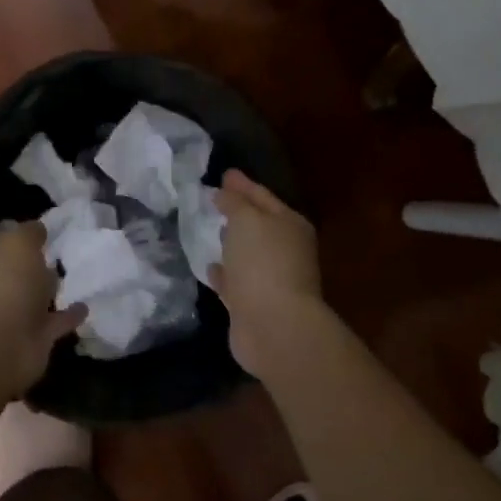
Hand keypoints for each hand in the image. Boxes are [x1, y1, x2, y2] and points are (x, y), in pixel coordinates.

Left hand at [0, 221, 85, 396]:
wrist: (0, 345)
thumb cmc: (6, 284)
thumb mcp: (18, 243)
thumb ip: (30, 232)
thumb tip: (38, 228)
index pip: (5, 240)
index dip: (23, 233)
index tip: (46, 227)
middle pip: (20, 269)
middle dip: (37, 261)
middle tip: (64, 250)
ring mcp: (15, 313)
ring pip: (37, 296)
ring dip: (51, 288)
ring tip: (76, 275)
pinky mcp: (35, 337)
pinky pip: (57, 320)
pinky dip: (69, 315)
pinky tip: (86, 306)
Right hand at [212, 170, 324, 377]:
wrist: (274, 326)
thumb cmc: (263, 263)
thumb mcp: (247, 220)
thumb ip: (234, 202)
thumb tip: (225, 192)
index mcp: (290, 225)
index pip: (263, 196)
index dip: (242, 184)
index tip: (223, 173)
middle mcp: (285, 250)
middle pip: (258, 225)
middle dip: (238, 213)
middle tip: (213, 200)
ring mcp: (271, 280)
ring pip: (247, 254)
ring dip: (231, 244)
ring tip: (209, 230)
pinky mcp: (254, 305)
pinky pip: (236, 282)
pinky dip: (224, 274)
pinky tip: (209, 267)